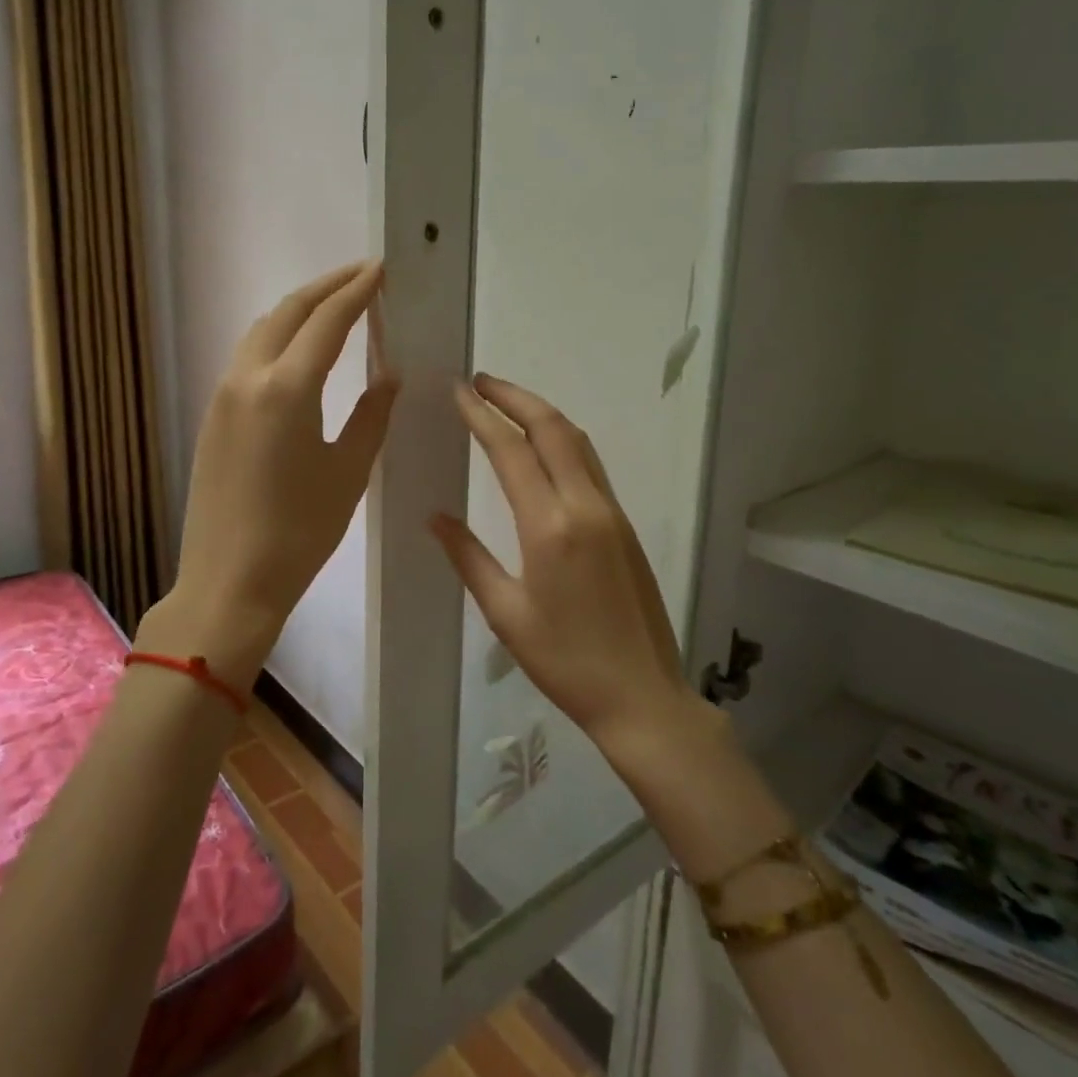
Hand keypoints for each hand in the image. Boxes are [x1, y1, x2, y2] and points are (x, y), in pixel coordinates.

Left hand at [165, 261, 397, 687]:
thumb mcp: (349, 471)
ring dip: (298, 310)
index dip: (357, 291)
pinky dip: (278, 338)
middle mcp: (248, 378)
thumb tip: (388, 372)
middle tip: (362, 276)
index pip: (327, 321)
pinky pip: (247, 357)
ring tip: (334, 306)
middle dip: (326, 287)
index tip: (380, 270)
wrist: (229, 580)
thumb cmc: (300, 532)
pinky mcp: (213, 415)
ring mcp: (223, 395)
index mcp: (287, 389)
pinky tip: (299, 351)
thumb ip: (371, 412)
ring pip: (262, 331)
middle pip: (288, 312)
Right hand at [430, 374, 695, 754]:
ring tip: (506, 401)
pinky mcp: (625, 524)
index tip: (458, 391)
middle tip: (479, 381)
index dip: (482, 416)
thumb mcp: (506, 613)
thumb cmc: (565, 661)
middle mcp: (585, 506)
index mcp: (550, 527)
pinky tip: (542, 444)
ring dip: (541, 412)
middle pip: (552, 428)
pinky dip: (562, 439)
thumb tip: (434, 517)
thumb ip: (469, 557)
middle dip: (514, 396)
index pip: (511, 451)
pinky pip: (590, 464)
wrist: (643, 695)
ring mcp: (611, 512)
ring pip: (576, 441)